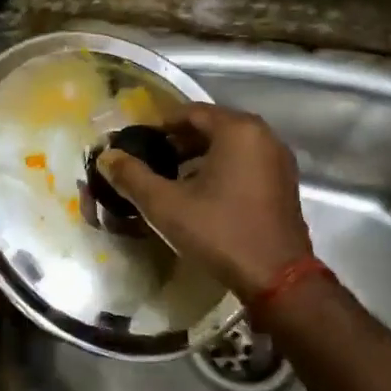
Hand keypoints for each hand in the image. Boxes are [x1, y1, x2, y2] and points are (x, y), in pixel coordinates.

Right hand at [97, 103, 313, 301]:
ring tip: (170, 176)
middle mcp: (263, 136)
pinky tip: (199, 192)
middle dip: (179, 140)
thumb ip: (132, 177)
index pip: (190, 112)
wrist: (277, 278)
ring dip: (199, 155)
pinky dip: (221, 167)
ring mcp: (278, 160)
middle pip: (212, 125)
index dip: (160, 124)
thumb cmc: (220, 232)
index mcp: (237, 130)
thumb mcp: (166, 205)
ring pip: (229, 145)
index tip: (137, 142)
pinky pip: (245, 161)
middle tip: (151, 159)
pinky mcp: (284, 183)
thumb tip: (107, 157)